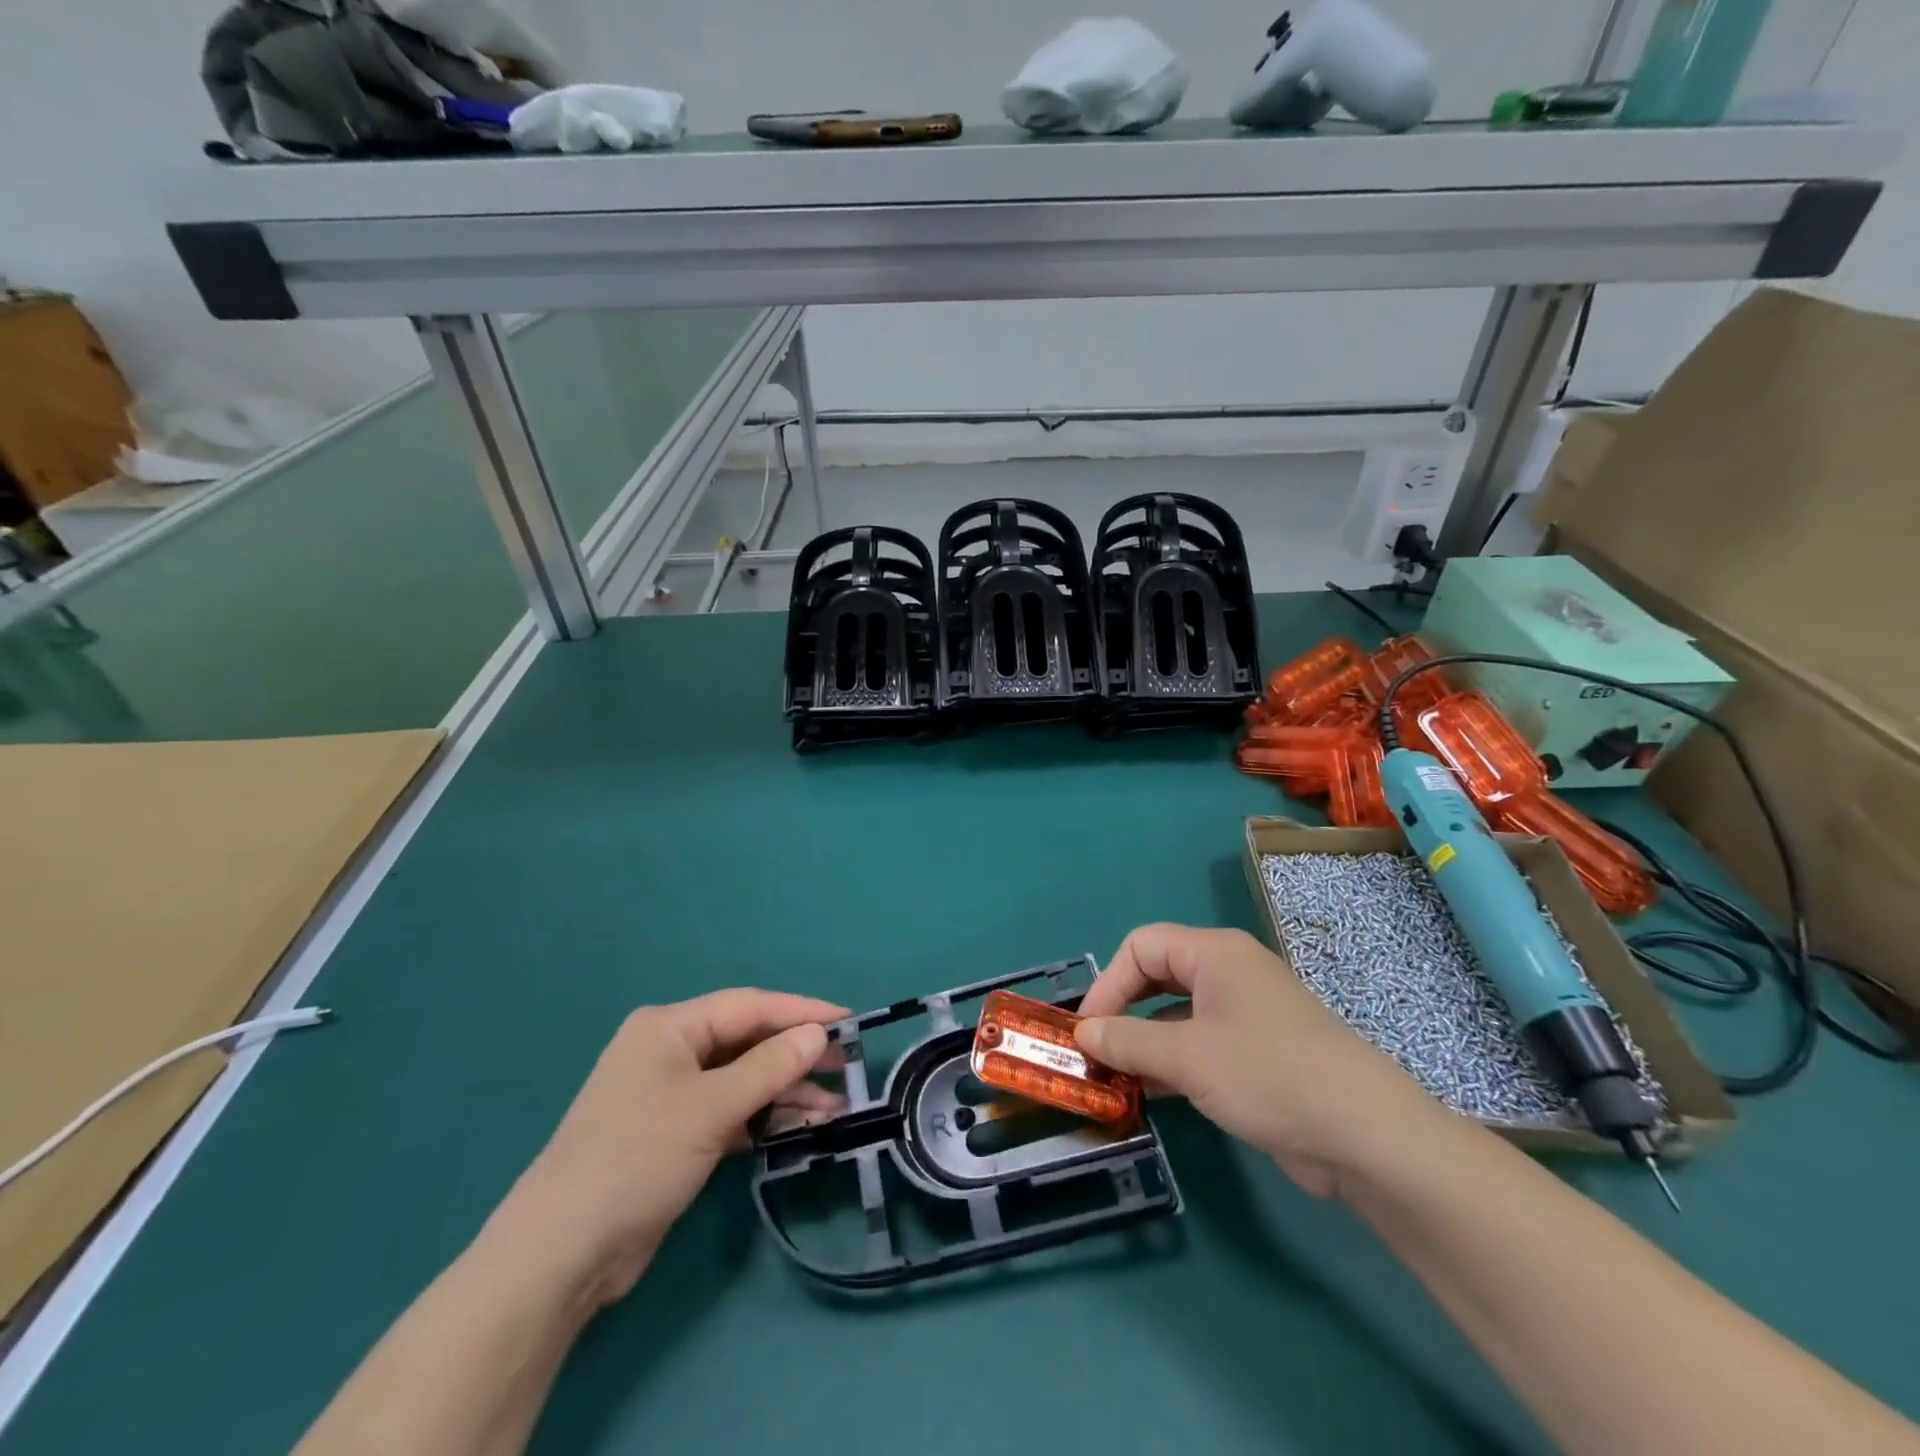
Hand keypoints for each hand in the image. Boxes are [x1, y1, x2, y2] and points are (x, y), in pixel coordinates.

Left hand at [487, 990, 846, 1304]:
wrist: (561, 1255)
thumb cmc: (637, 1158)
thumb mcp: (710, 1108)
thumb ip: (769, 1067)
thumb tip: (818, 1034)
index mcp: (668, 1028)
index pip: (748, 1006)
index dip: (800, 1011)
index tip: (848, 1021)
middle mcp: (670, 1052)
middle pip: (747, 1042)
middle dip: (796, 1054)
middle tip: (846, 1067)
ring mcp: (671, 1095)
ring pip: (743, 1079)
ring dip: (786, 1091)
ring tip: (835, 1107)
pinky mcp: (675, 1135)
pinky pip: (731, 1112)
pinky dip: (764, 1117)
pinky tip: (801, 1127)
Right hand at [1076, 924, 1446, 1199]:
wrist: (1368, 1136)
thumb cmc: (1269, 1075)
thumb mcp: (1187, 1057)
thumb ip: (1127, 1041)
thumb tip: (1082, 1033)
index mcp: (1214, 953)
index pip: (1141, 946)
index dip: (1108, 983)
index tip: (1085, 1030)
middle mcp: (1228, 973)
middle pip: (1157, 976)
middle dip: (1122, 1011)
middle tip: (1095, 1052)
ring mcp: (1246, 1013)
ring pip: (1176, 1014)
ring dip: (1143, 1043)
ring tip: (1114, 1080)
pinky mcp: (1257, 1052)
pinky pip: (1200, 1044)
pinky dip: (1171, 1062)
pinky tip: (1151, 1094)